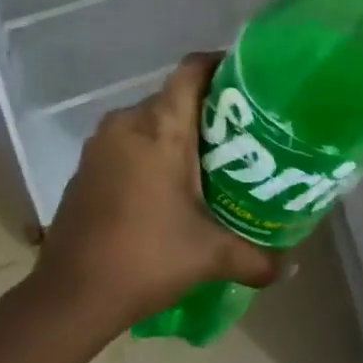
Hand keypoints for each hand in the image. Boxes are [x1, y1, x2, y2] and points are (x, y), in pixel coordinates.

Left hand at [31, 53, 281, 333]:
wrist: (69, 297)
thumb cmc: (145, 259)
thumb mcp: (210, 256)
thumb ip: (257, 258)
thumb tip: (292, 267)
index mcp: (161, 126)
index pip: (192, 70)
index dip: (219, 65)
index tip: (247, 79)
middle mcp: (129, 121)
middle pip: (173, 96)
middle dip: (205, 109)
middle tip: (238, 132)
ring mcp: (102, 142)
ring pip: (149, 120)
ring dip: (174, 133)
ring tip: (207, 160)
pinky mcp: (86, 165)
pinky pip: (127, 141)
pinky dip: (148, 151)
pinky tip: (166, 185)